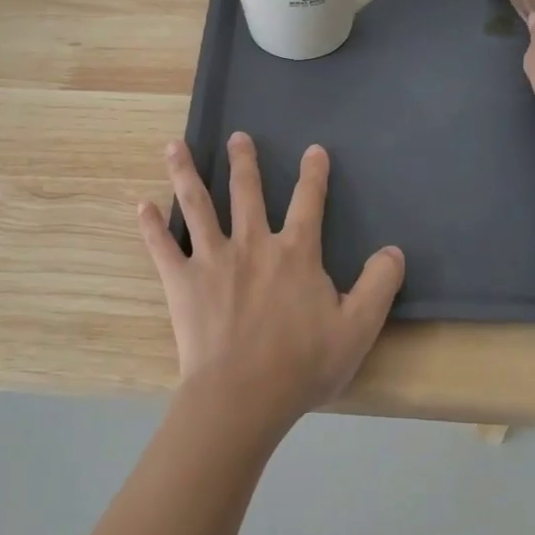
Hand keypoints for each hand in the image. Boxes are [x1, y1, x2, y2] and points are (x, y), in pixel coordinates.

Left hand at [136, 134, 405, 435]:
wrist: (243, 397)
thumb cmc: (302, 365)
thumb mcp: (357, 328)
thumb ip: (378, 286)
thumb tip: (394, 251)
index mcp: (295, 253)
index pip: (309, 202)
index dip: (314, 174)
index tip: (313, 150)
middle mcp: (252, 244)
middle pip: (247, 191)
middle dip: (244, 161)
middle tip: (238, 136)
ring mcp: (212, 259)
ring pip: (197, 205)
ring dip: (185, 173)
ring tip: (173, 146)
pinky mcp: (182, 282)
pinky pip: (162, 247)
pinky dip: (151, 226)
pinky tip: (141, 206)